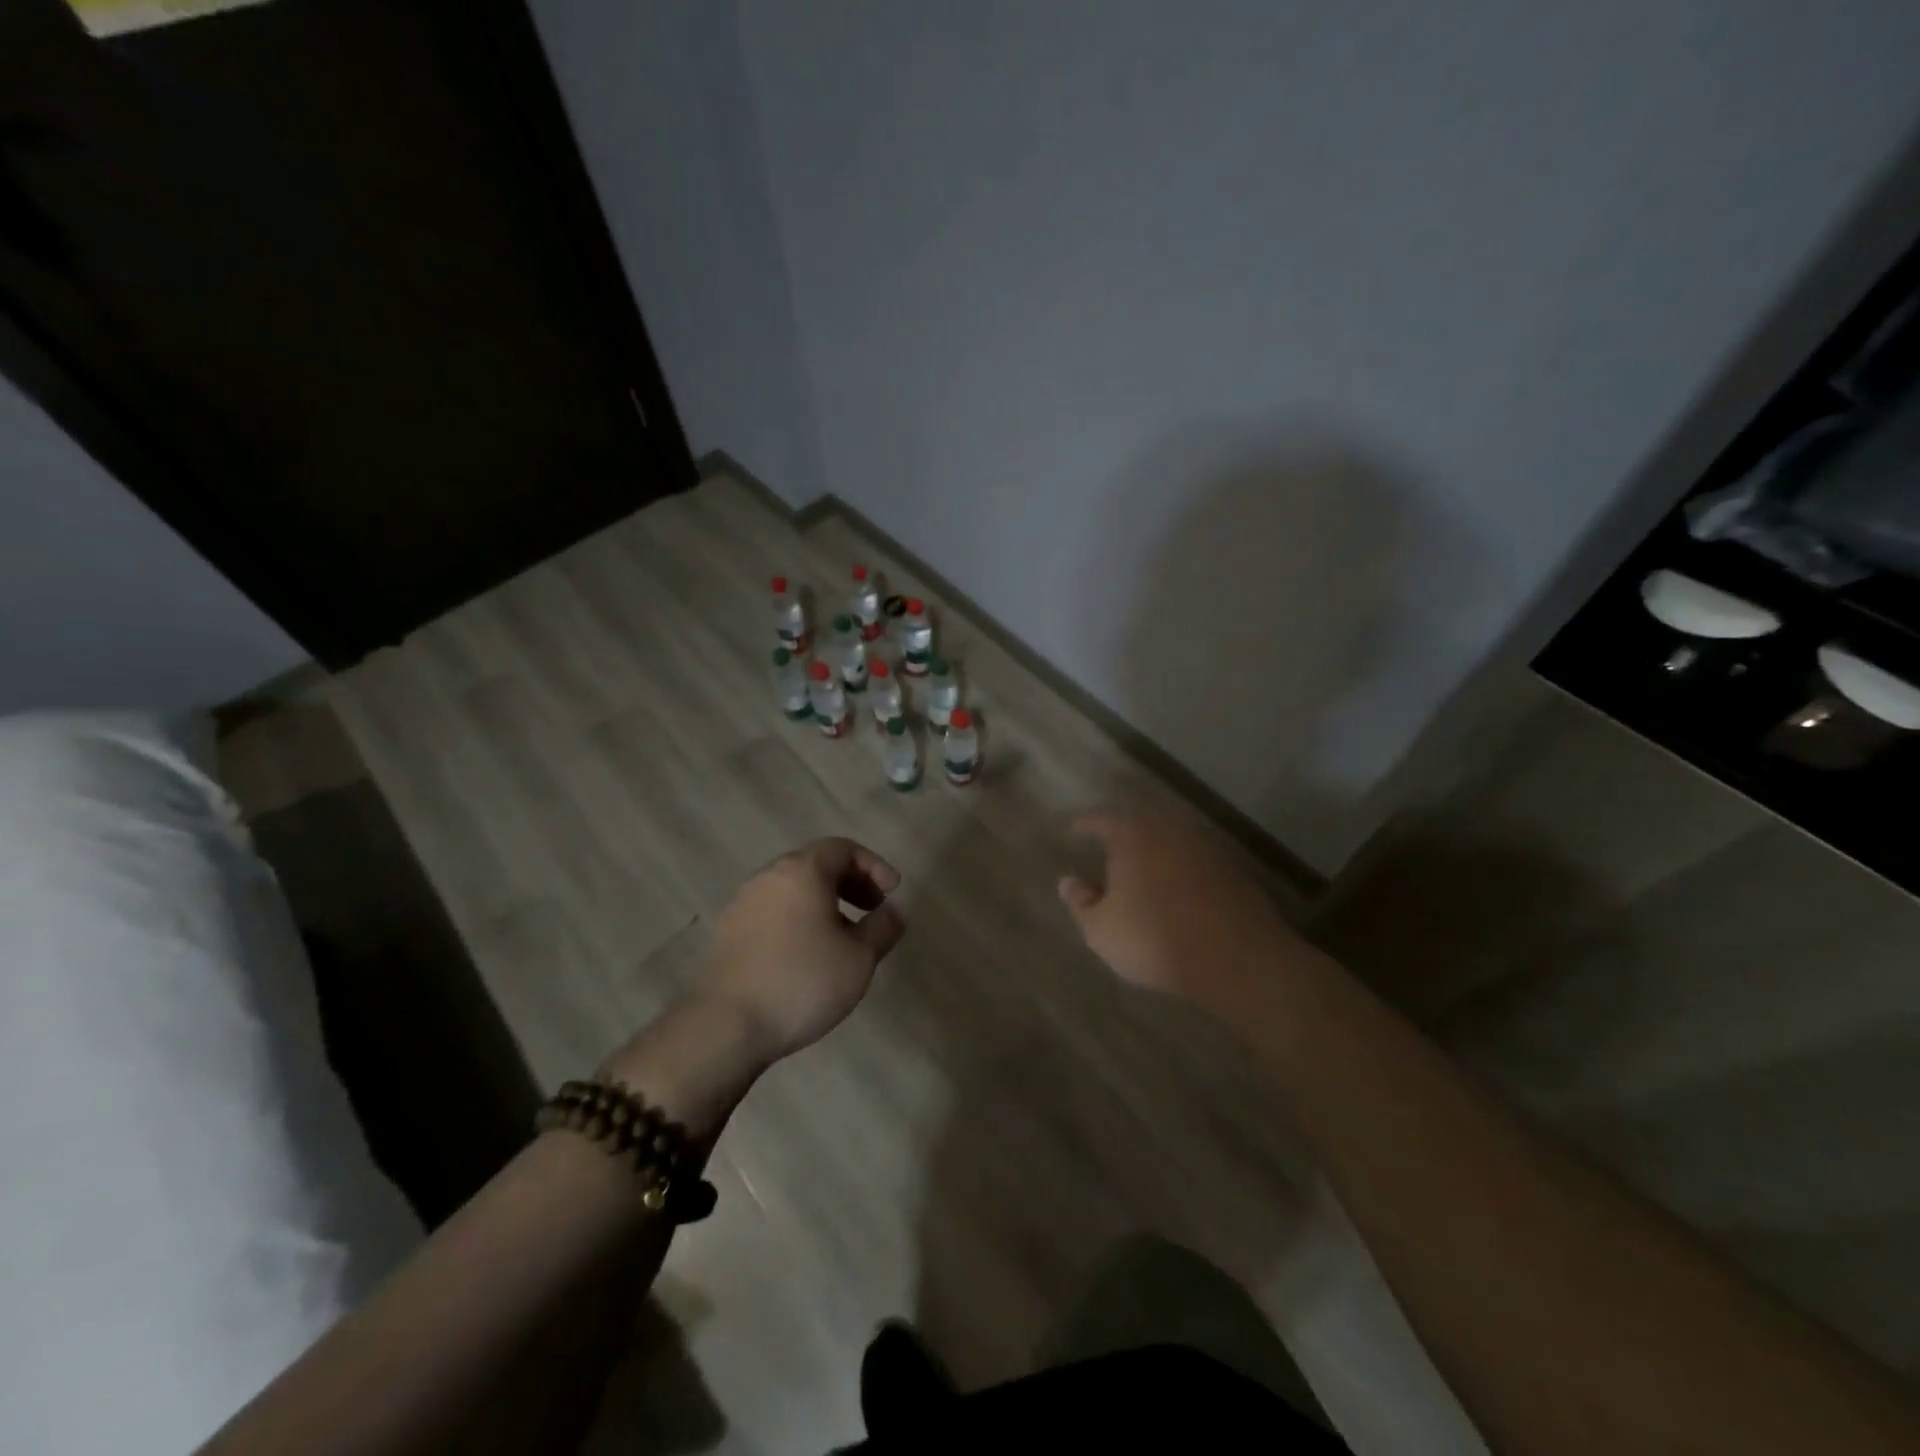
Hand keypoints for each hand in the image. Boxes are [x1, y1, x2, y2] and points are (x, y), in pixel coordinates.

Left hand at [695, 837, 906, 1063]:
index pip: (843, 848)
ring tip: (845, 937)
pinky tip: (809, 956)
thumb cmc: (801, 982)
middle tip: (873, 909)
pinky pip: (774, 911)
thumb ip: (883, 927)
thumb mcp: (859, 958)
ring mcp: (743, 904)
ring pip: (793, 890)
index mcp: (802, 871)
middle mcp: (768, 877)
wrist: (724, 1026)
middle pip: (816, 864)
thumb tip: (894, 911)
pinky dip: (800, 919)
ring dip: (825, 903)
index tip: (892, 893)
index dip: (874, 865)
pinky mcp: (728, 932)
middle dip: (850, 883)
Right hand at [1059, 808, 1326, 1013]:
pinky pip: (1195, 856)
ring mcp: (1205, 844)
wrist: (1238, 958)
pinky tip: (1177, 884)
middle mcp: (1169, 828)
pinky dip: (1182, 864)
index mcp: (1132, 835)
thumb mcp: (1102, 930)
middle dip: (1123, 831)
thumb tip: (1069, 882)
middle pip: (1140, 821)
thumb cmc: (1156, 939)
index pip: (1101, 820)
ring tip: (1142, 864)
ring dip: (1155, 847)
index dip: (1085, 825)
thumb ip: (1081, 903)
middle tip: (1108, 845)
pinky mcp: (1232, 866)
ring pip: (1171, 837)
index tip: (1074, 831)